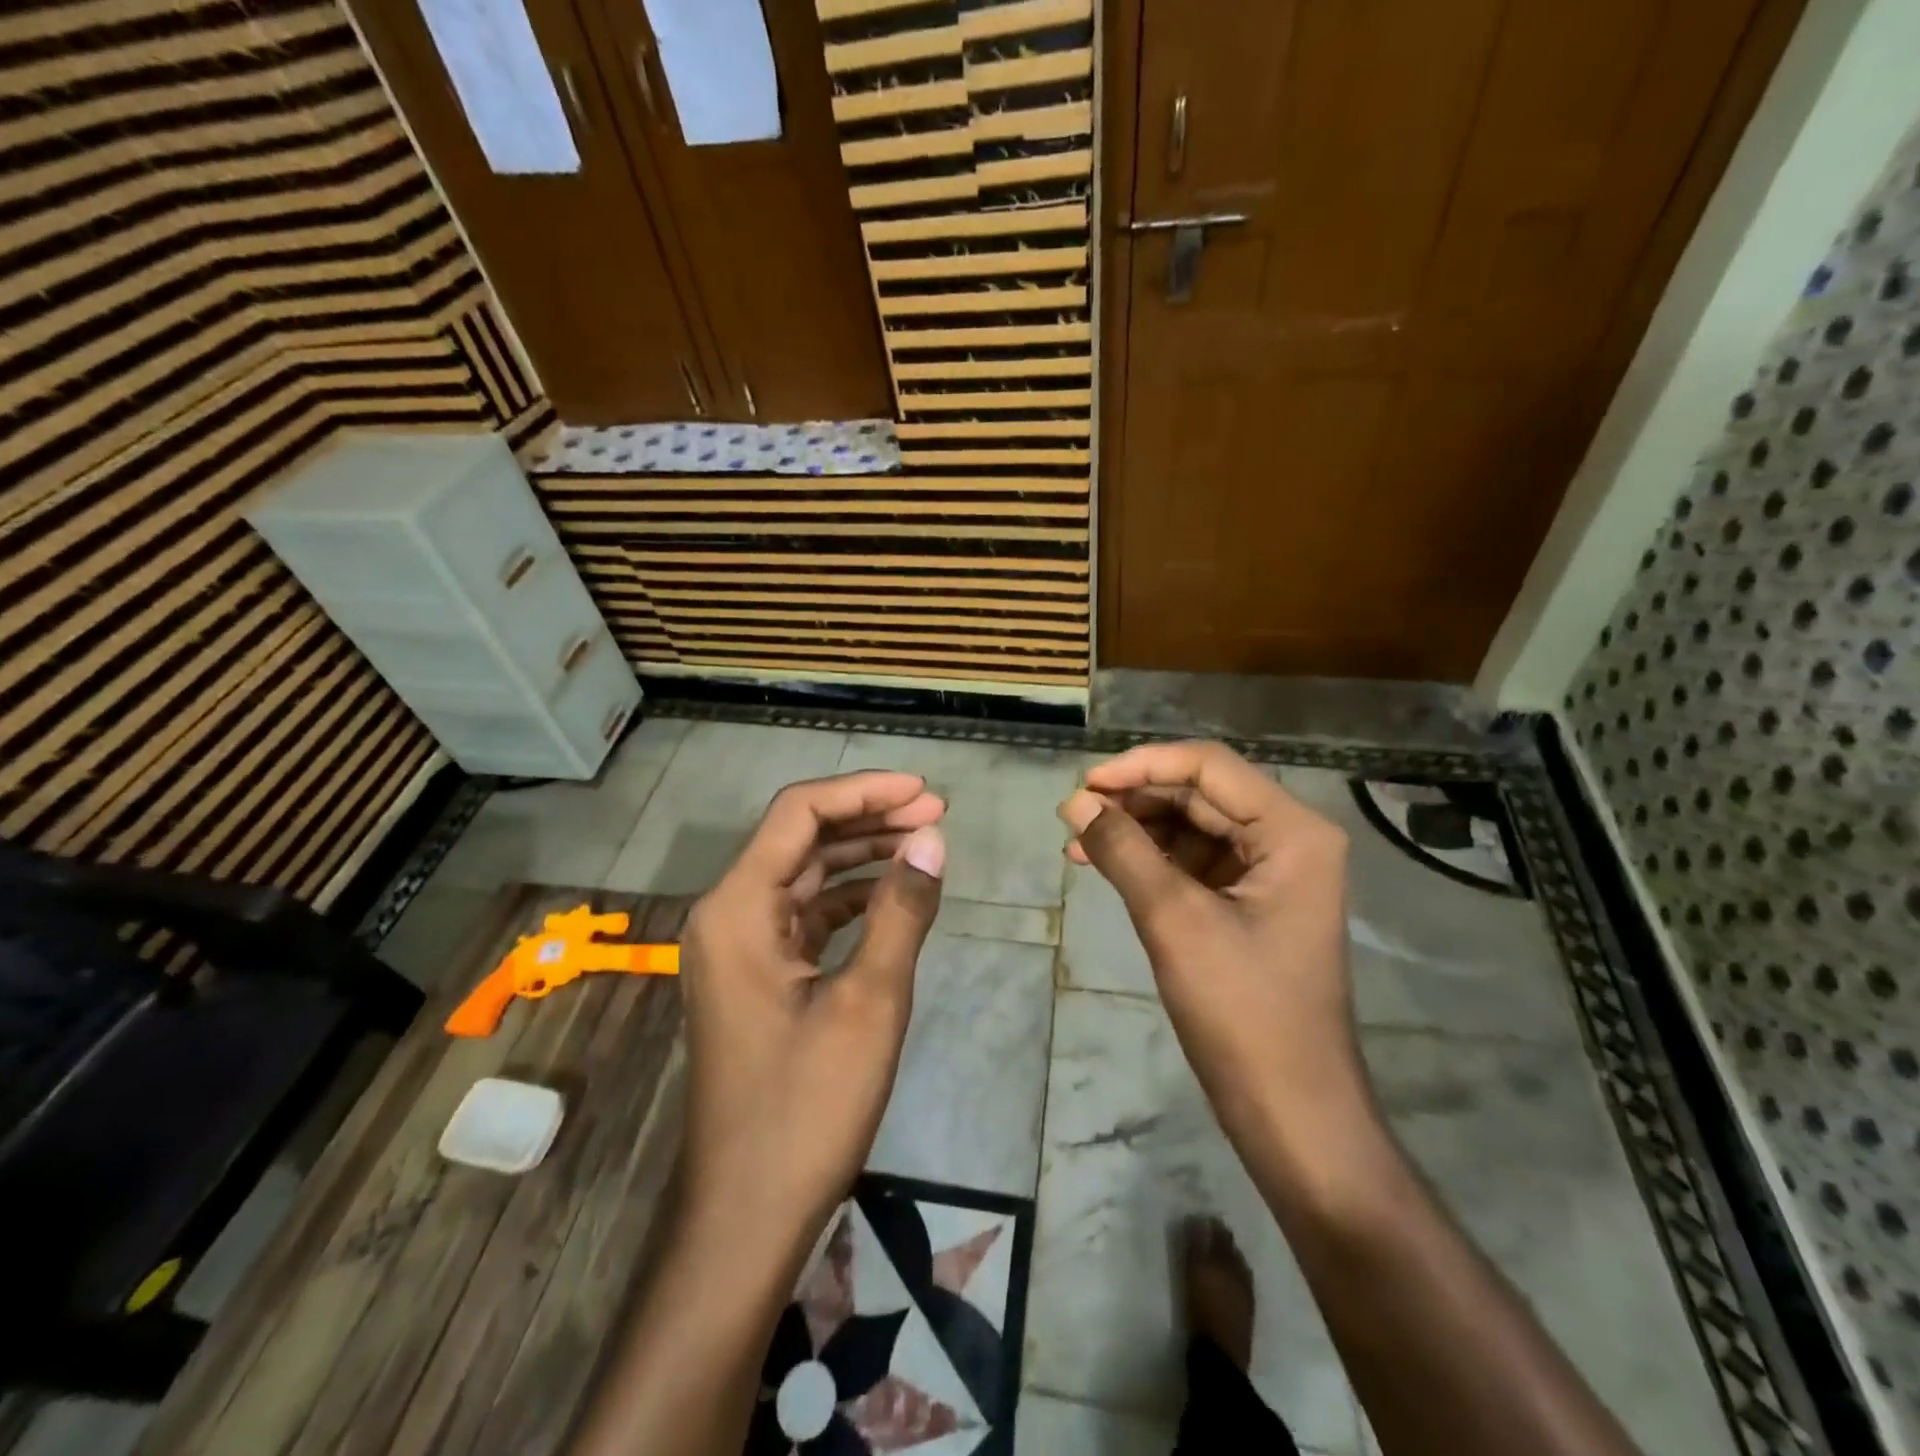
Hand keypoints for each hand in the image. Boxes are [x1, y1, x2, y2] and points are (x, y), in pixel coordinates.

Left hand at [678, 770, 945, 1251]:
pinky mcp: (756, 976)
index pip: (799, 814)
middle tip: (936, 813)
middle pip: (800, 838)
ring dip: (861, 854)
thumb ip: (902, 911)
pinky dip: (849, 897)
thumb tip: (933, 839)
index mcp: (738, 908)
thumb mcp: (870, 1002)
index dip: (864, 791)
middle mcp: (728, 914)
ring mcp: (739, 947)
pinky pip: (805, 914)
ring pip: (804, 875)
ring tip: (924, 842)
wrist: (746, 1213)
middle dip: (869, 818)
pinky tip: (893, 894)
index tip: (925, 792)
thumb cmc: (806, 1108)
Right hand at [1060, 741, 1365, 1160]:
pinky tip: (1104, 866)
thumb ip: (1123, 851)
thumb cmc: (1242, 1012)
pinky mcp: (1248, 904)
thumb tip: (1075, 801)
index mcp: (1292, 831)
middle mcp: (1287, 840)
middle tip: (1073, 816)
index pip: (1208, 767)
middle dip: (1134, 801)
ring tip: (1077, 845)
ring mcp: (1269, 874)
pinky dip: (1150, 861)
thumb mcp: (1174, 920)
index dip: (1142, 766)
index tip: (1085, 785)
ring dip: (1136, 831)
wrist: (1291, 1112)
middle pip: (1200, 794)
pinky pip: (1193, 863)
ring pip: (1192, 827)